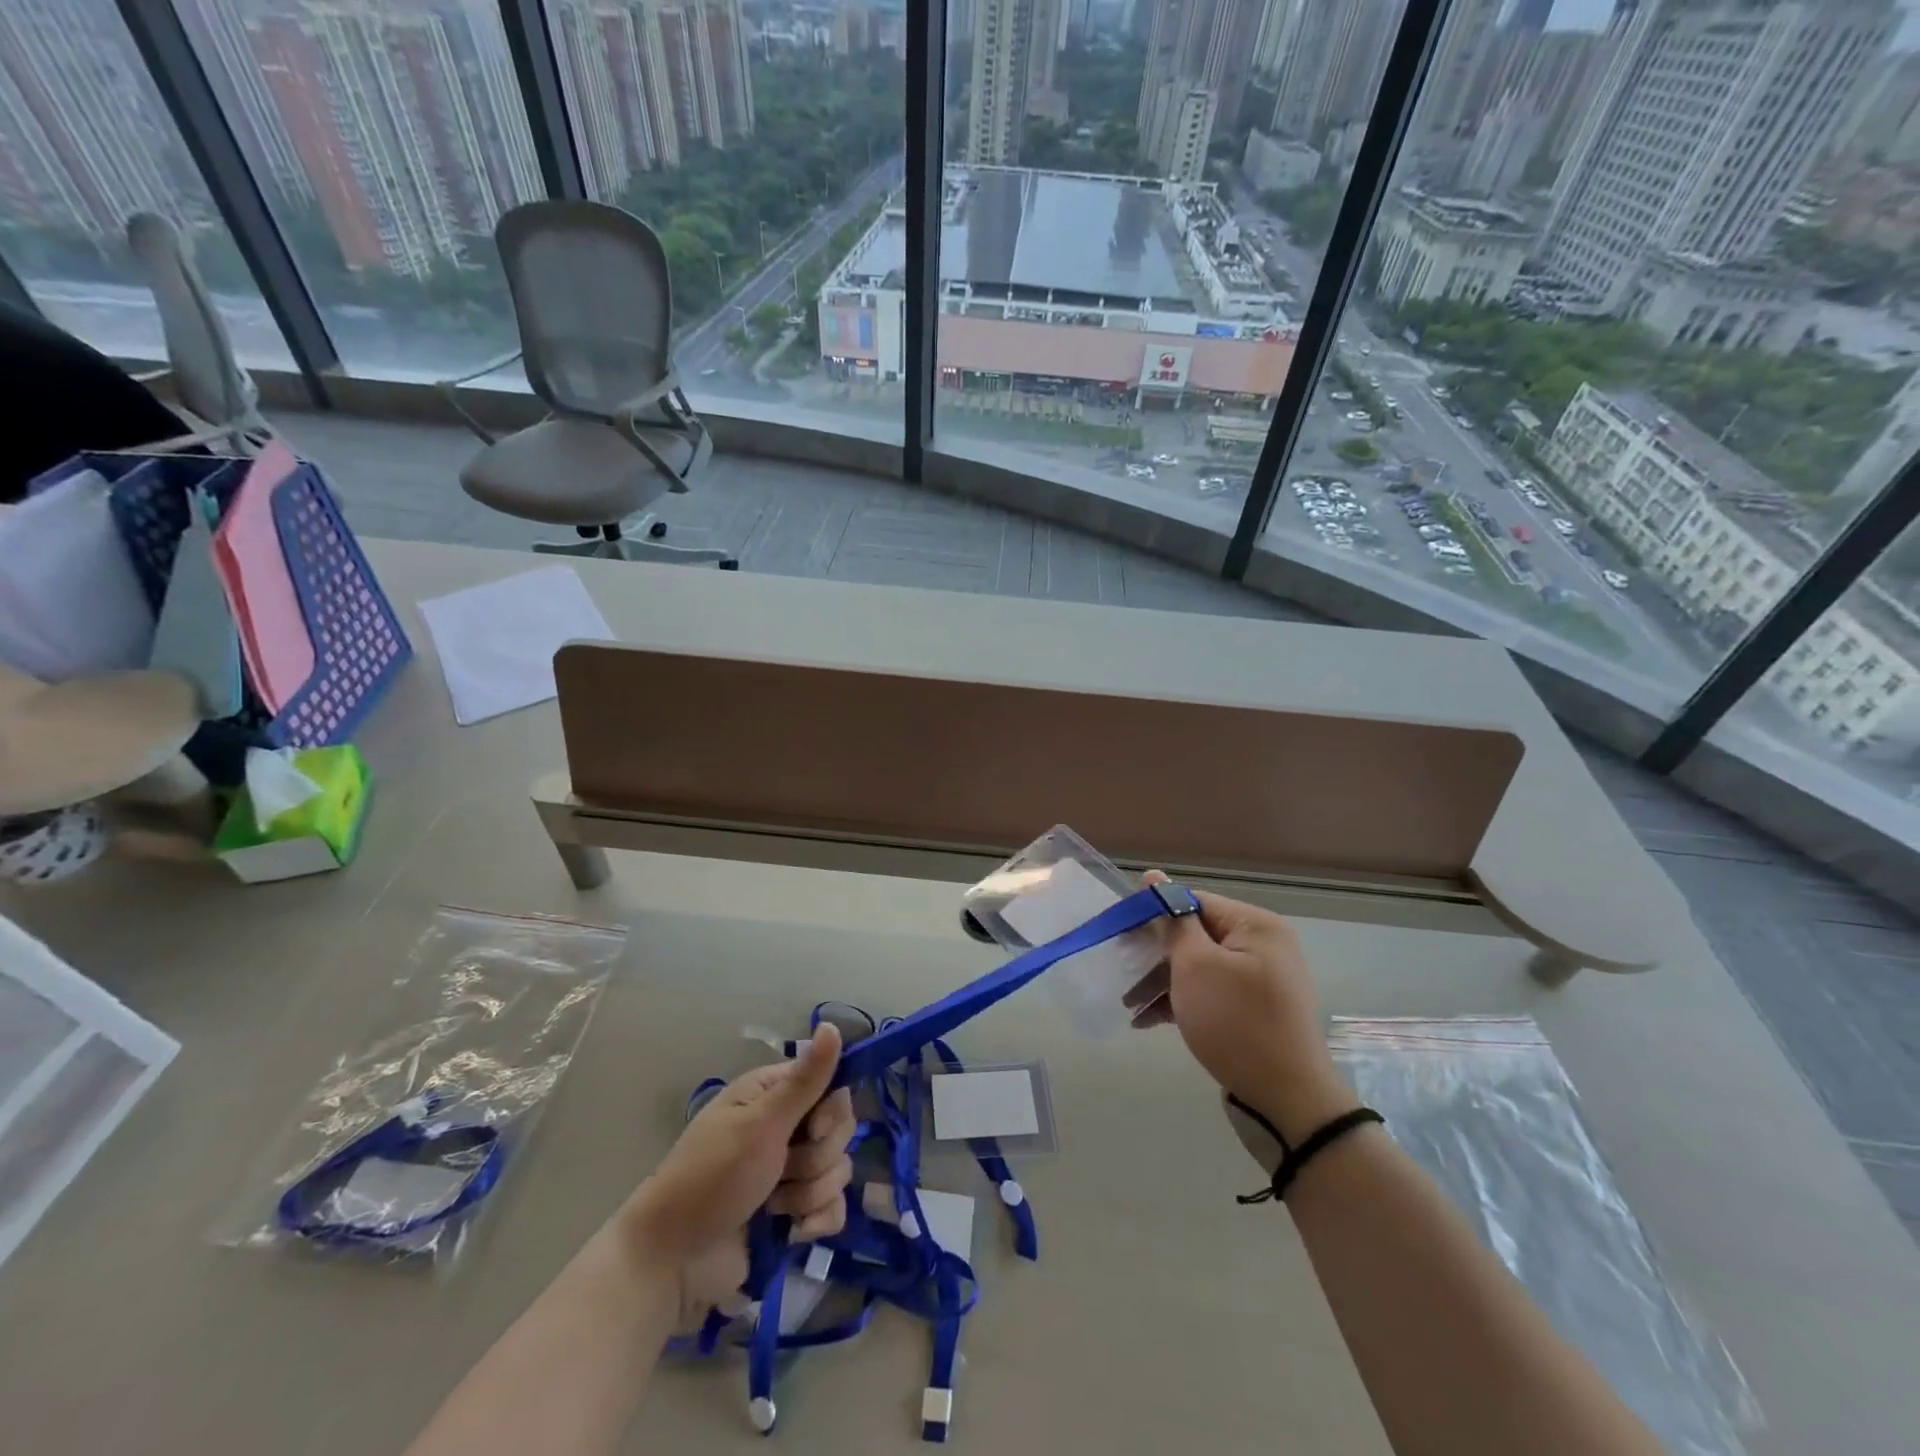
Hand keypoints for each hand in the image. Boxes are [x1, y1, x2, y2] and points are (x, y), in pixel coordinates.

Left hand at [619, 1024, 856, 1322]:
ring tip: (773, 1205)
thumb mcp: (760, 1124)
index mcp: (774, 1094)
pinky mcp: (795, 1211)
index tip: (813, 1129)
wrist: (672, 1261)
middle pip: (840, 1131)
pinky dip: (817, 1221)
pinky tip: (794, 1231)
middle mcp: (786, 1126)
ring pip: (837, 1170)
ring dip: (809, 1193)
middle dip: (816, 1158)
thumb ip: (804, 1080)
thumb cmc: (712, 1178)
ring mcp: (791, 1171)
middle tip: (781, 1170)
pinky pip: (833, 1208)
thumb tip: (832, 1024)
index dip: (832, 1112)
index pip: (832, 1086)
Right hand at [1126, 874, 1354, 1142]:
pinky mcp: (1255, 1010)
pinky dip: (1183, 1002)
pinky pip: (1211, 993)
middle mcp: (1263, 945)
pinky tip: (1149, 1021)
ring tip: (1130, 1006)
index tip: (1122, 936)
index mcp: (1255, 925)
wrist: (1288, 1101)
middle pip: (1195, 936)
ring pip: (1199, 968)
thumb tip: (1153, 877)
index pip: (1193, 902)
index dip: (1155, 916)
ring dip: (1163, 983)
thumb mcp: (1195, 966)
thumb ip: (1173, 921)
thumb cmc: (1236, 1023)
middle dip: (1156, 957)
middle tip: (1122, 974)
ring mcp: (1261, 980)